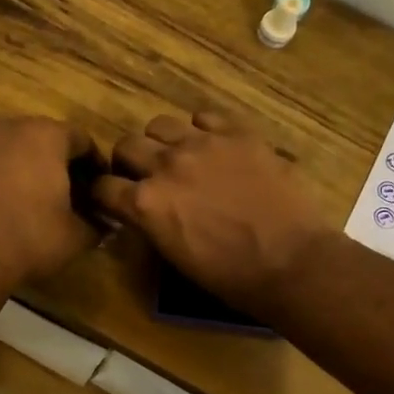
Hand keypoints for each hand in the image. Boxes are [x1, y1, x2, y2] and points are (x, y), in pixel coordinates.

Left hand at [0, 117, 101, 292]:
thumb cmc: (29, 237)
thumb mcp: (75, 237)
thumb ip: (95, 224)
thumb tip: (104, 225)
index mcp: (46, 135)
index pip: (81, 140)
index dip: (93, 165)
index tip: (97, 189)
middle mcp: (8, 128)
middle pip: (40, 139)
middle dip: (54, 164)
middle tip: (64, 195)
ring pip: (6, 151)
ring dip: (18, 169)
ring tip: (25, 202)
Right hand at [95, 111, 331, 313]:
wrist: (291, 262)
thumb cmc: (230, 276)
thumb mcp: (174, 257)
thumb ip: (150, 225)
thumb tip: (142, 211)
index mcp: (145, 204)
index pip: (102, 186)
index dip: (105, 194)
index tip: (113, 199)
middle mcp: (165, 165)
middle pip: (126, 145)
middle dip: (128, 162)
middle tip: (145, 176)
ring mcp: (203, 143)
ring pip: (161, 124)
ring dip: (162, 142)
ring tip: (179, 157)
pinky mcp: (238, 133)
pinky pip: (205, 116)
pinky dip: (201, 130)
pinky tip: (213, 147)